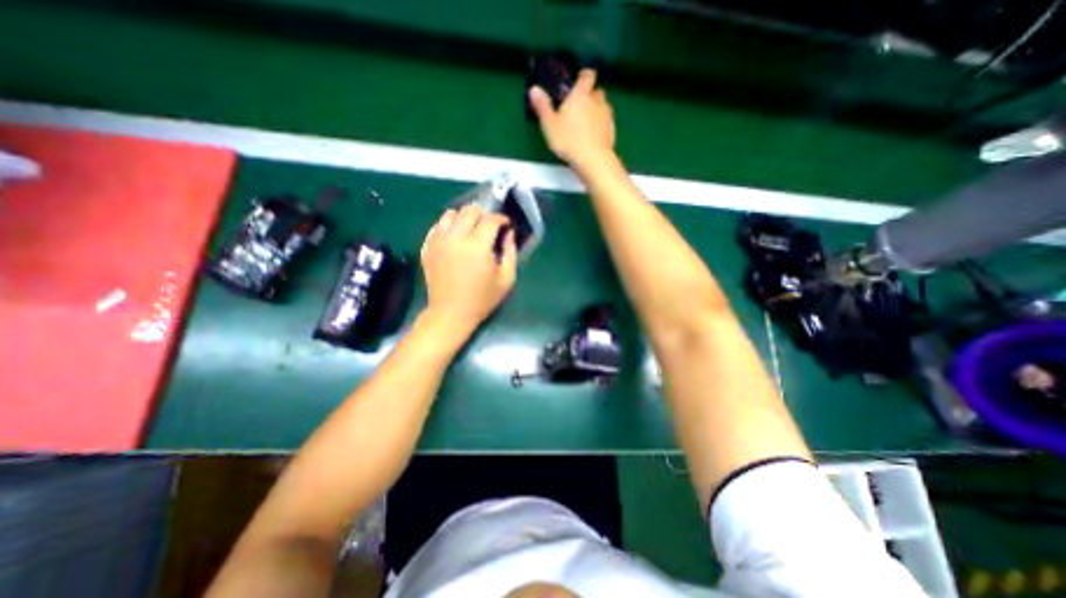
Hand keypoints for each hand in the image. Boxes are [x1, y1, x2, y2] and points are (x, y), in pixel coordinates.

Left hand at [418, 202, 519, 339]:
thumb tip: (509, 233)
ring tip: (471, 229)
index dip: (501, 219)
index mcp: (477, 246)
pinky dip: (448, 225)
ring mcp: (438, 241)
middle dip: (484, 214)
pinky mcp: (428, 247)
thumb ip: (511, 252)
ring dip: (464, 217)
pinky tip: (455, 236)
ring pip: (450, 214)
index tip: (506, 224)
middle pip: (470, 210)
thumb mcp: (506, 279)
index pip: (491, 219)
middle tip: (489, 226)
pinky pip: (437, 226)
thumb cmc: (482, 299)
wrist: (451, 313)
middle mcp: (456, 237)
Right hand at [531, 70, 615, 167]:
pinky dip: (601, 126)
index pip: (587, 76)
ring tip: (585, 123)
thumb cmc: (568, 140)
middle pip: (596, 91)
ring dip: (596, 111)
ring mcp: (607, 116)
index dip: (584, 77)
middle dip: (590, 96)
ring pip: (603, 107)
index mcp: (581, 95)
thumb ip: (543, 106)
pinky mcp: (612, 130)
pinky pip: (606, 123)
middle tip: (579, 107)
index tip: (578, 82)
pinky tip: (592, 136)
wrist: (593, 159)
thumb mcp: (549, 124)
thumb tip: (534, 89)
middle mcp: (597, 101)